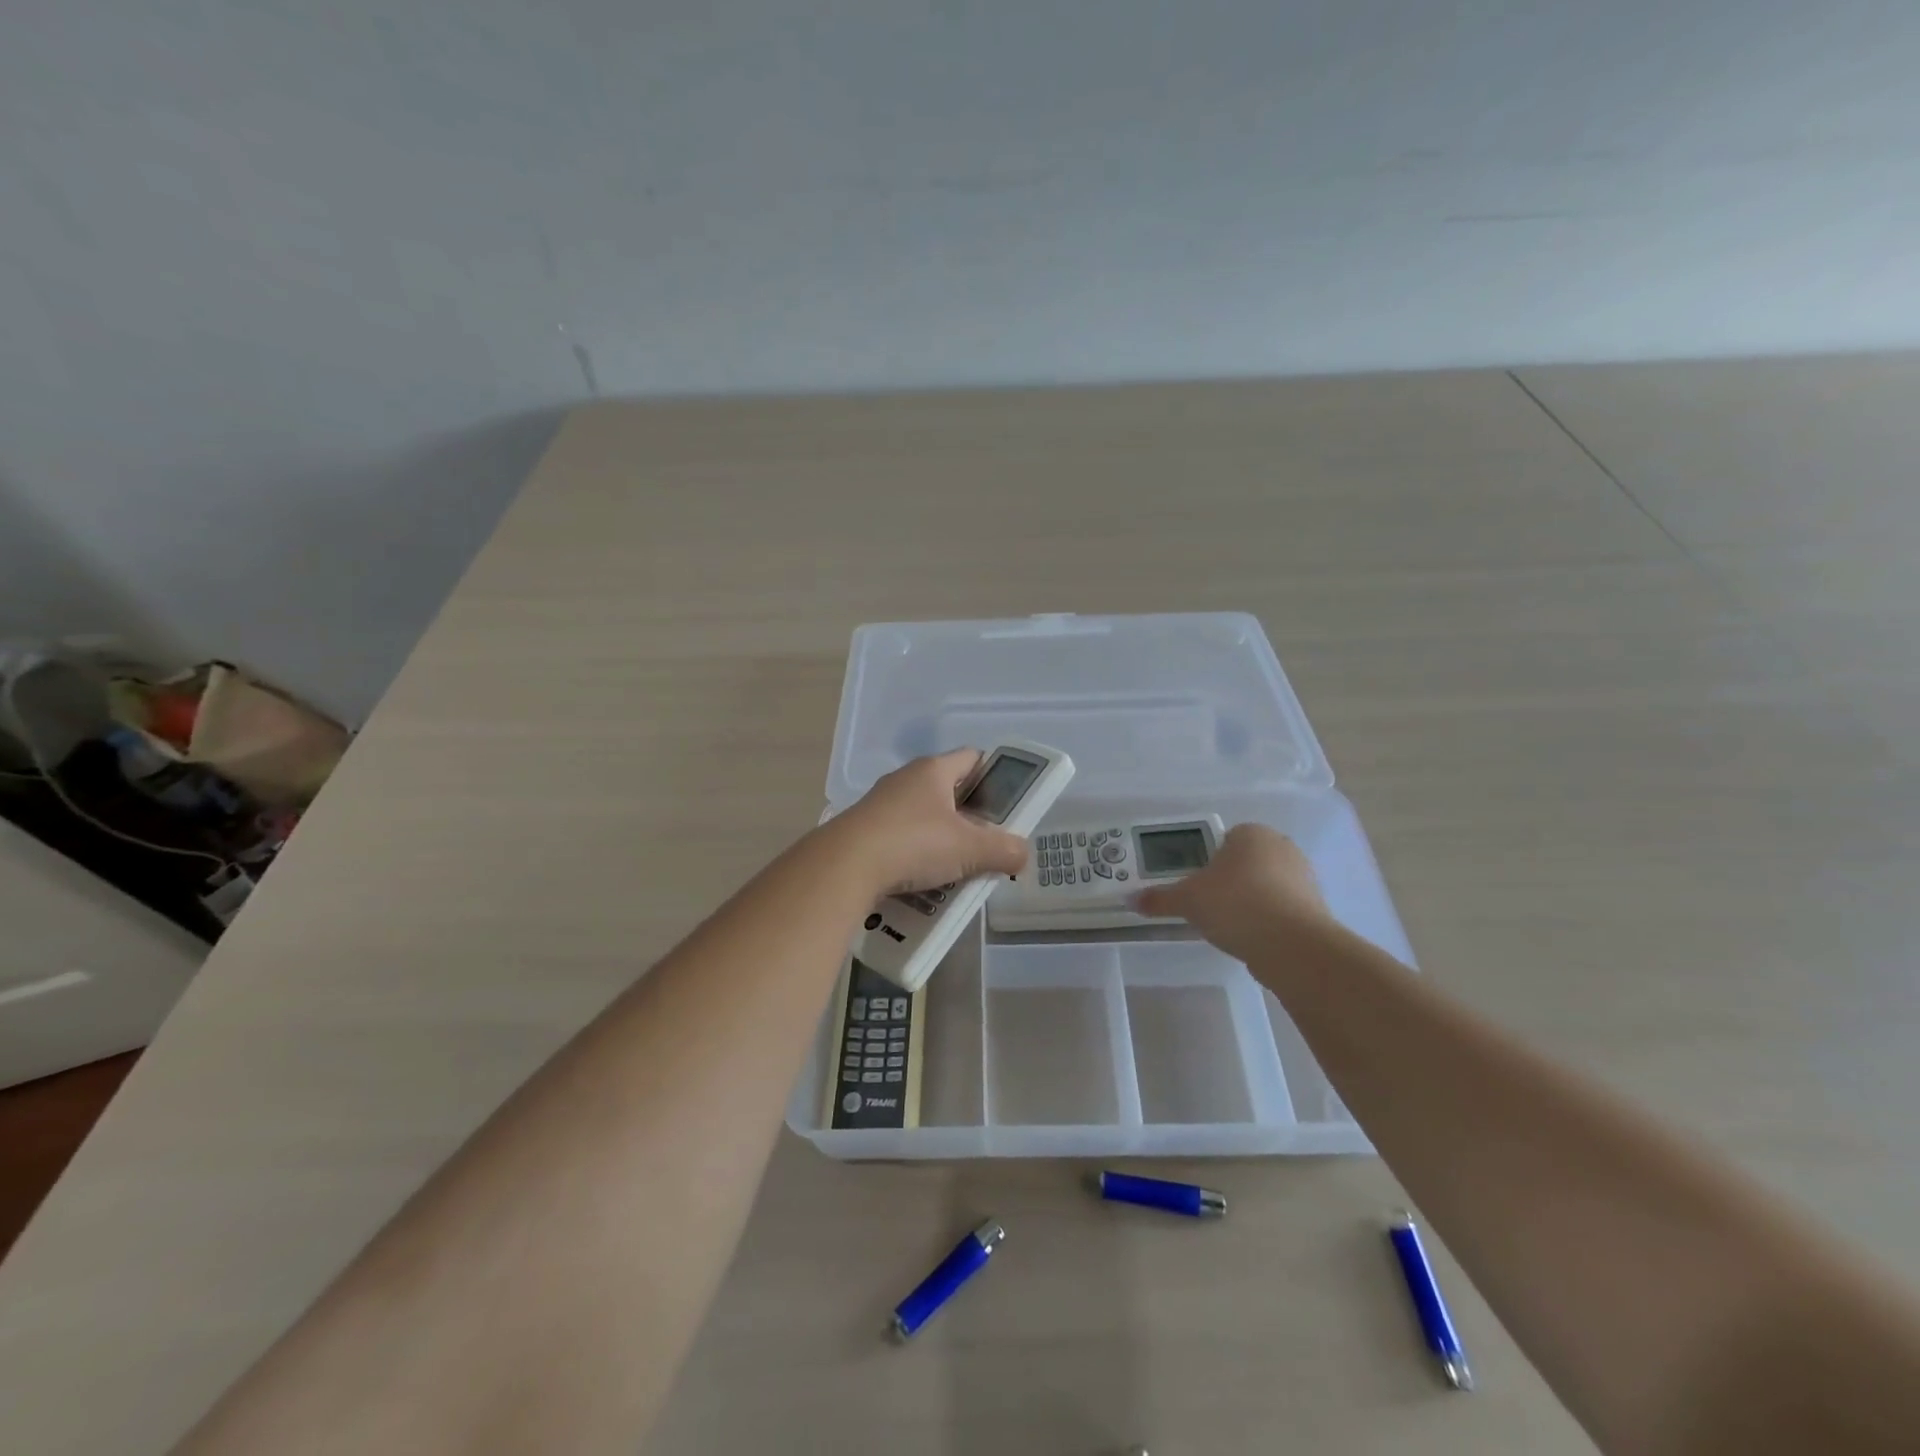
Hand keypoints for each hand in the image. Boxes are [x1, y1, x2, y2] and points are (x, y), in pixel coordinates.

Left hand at [829, 750, 1030, 897]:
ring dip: (940, 840)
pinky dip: (914, 856)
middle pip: (947, 792)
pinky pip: (899, 839)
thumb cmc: (914, 843)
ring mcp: (880, 804)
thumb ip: (1003, 850)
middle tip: (986, 843)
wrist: (845, 866)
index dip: (993, 775)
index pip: (972, 758)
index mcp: (933, 770)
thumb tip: (1022, 855)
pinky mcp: (863, 831)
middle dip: (968, 817)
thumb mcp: (969, 850)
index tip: (1006, 802)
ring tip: (956, 868)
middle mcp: (905, 779)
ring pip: (922, 818)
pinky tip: (922, 881)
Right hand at [1129, 823, 1331, 963]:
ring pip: (1267, 885)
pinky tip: (1253, 939)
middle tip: (1210, 905)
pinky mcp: (1316, 908)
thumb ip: (1159, 899)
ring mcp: (1304, 877)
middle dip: (1230, 881)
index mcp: (1251, 833)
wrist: (1292, 945)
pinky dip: (1268, 920)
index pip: (1225, 839)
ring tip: (1230, 927)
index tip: (1198, 885)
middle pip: (1246, 861)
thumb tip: (1129, 900)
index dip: (1208, 861)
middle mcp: (1282, 847)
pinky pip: (1283, 909)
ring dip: (1251, 901)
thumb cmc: (1234, 905)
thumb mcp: (1187, 901)